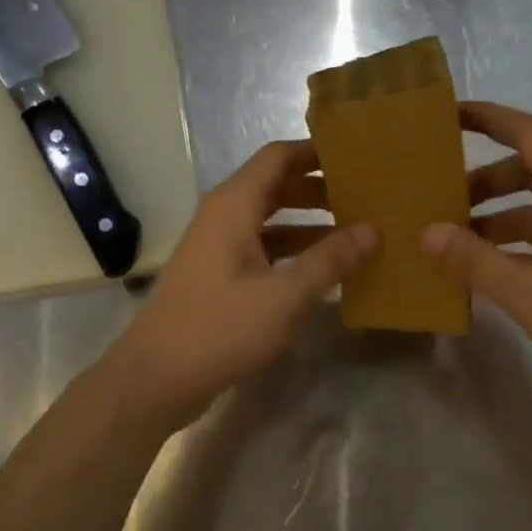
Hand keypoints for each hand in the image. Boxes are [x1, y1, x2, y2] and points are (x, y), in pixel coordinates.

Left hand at [104, 140, 376, 430]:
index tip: (359, 158)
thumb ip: (329, 260)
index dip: (317, 153)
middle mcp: (224, 218)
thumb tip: (373, 229)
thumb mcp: (284, 295)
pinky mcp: (220, 279)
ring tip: (355, 236)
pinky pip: (264, 253)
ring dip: (310, 226)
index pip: (278, 157)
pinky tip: (324, 273)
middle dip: (320, 190)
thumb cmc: (220, 328)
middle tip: (366, 200)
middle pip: (276, 187)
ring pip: (271, 223)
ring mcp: (219, 250)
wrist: (158, 377)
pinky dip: (294, 256)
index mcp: (234, 206)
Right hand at [420, 101, 531, 409]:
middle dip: (483, 178)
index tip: (447, 115)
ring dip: (496, 215)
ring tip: (451, 237)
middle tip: (438, 196)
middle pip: (530, 169)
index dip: (489, 119)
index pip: (530, 135)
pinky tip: (484, 268)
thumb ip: (477, 262)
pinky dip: (514, 243)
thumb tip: (426, 233)